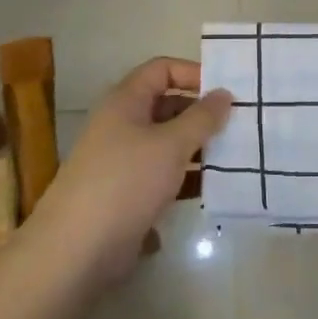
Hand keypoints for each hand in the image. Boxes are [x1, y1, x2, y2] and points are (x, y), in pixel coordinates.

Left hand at [32, 58, 231, 288]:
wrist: (77, 249)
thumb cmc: (126, 182)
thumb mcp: (171, 144)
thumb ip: (202, 118)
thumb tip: (224, 93)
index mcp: (125, 101)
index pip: (162, 69)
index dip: (193, 73)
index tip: (227, 90)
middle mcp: (123, 124)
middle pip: (167, 105)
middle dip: (202, 113)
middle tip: (240, 123)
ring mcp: (124, 160)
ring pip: (168, 142)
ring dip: (199, 147)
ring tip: (237, 154)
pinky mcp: (129, 193)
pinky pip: (164, 174)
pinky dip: (188, 176)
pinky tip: (216, 187)